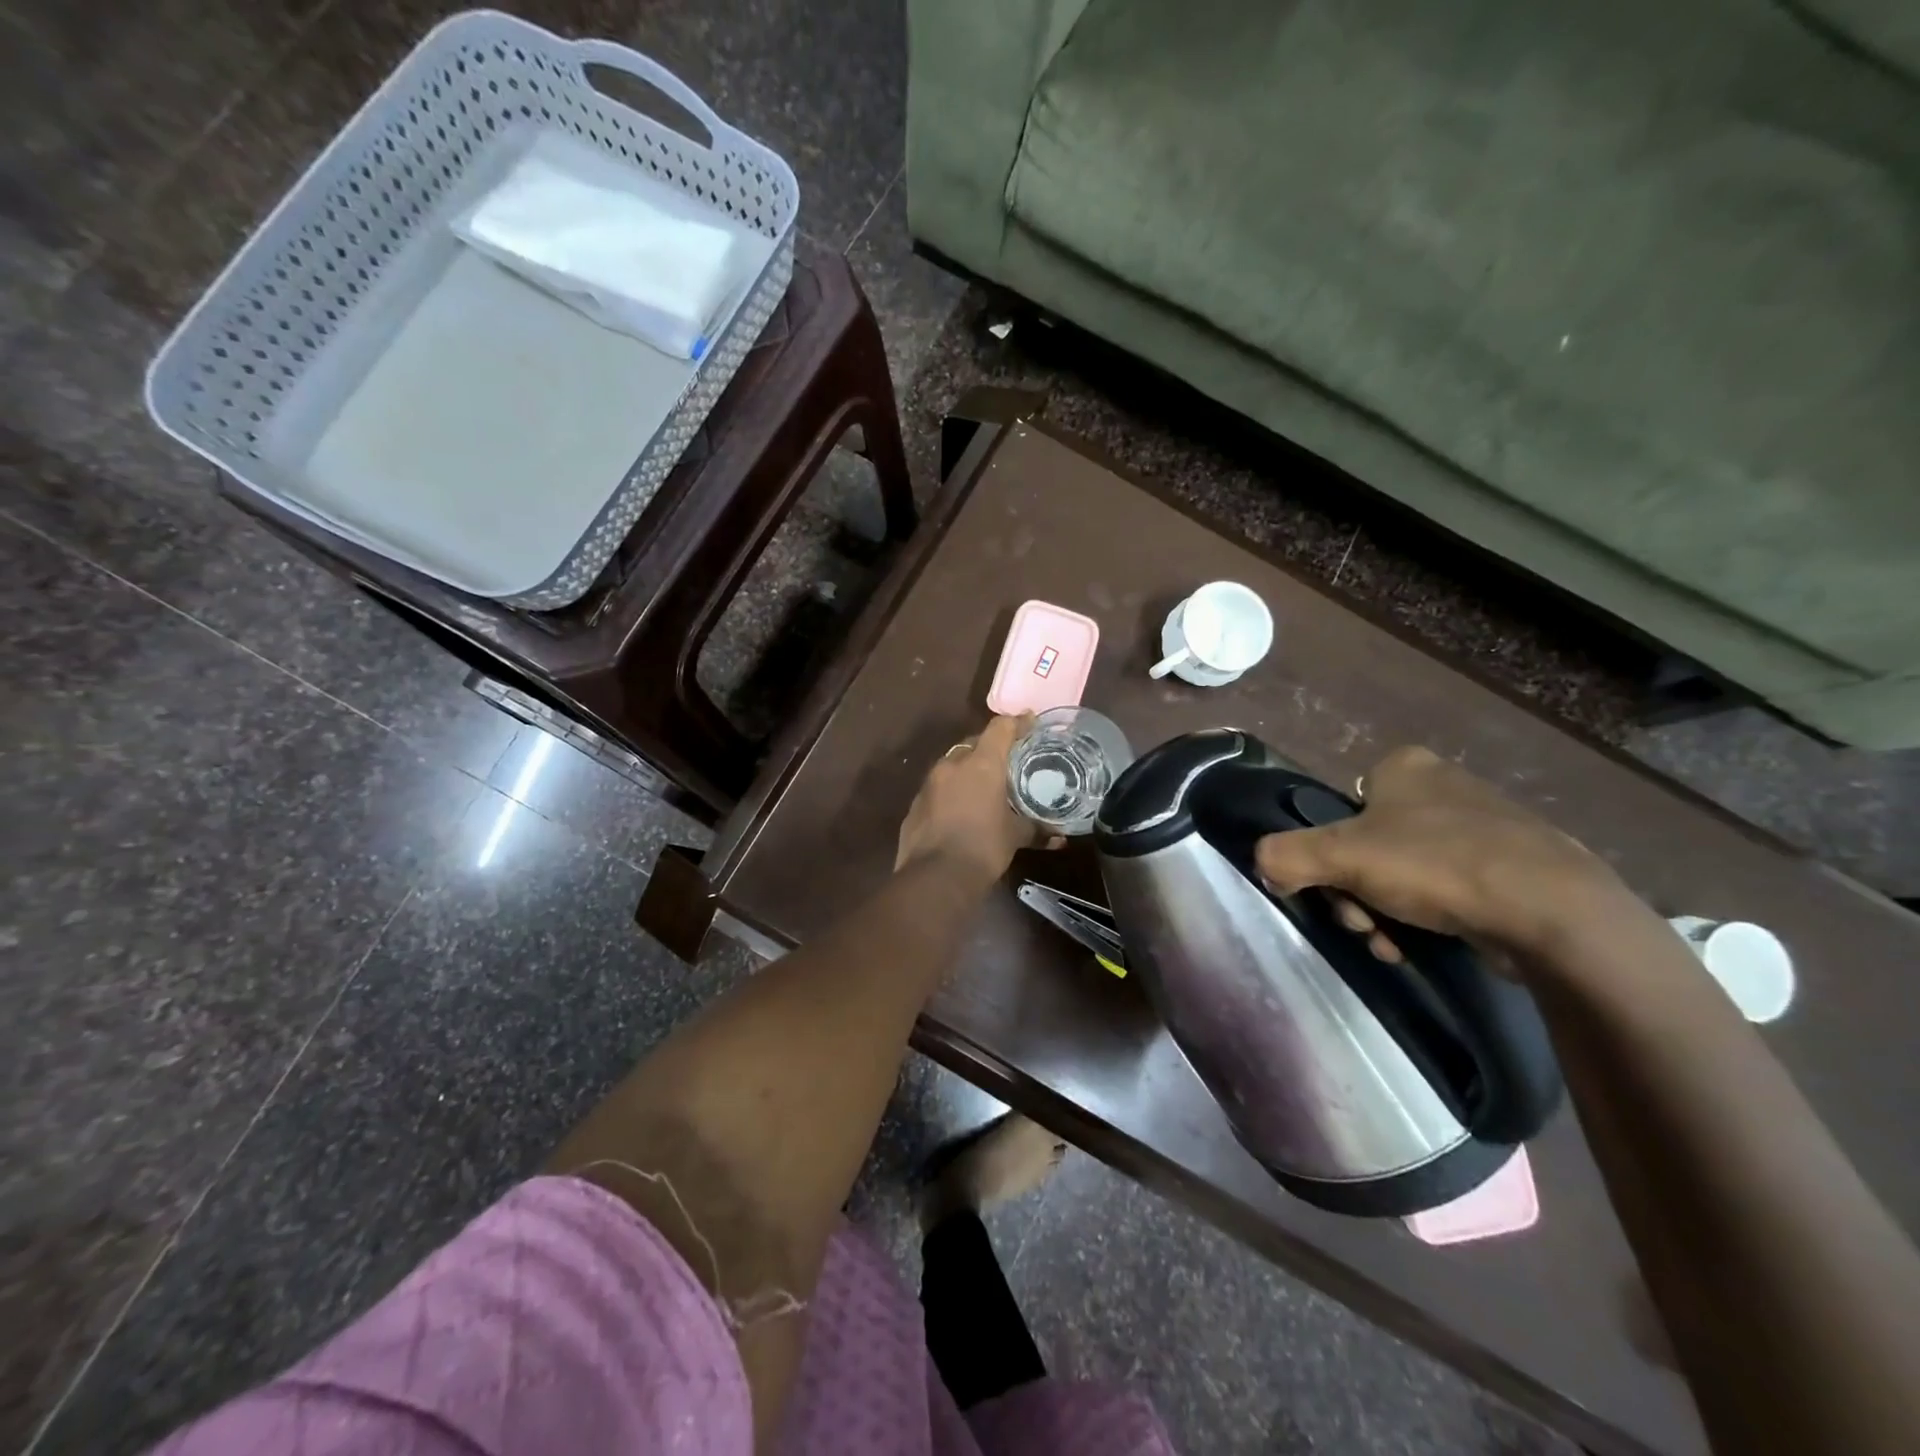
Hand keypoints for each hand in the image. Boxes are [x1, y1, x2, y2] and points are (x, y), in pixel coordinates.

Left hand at [896, 715, 1050, 880]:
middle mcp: (952, 764)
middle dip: (990, 748)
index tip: (1029, 723)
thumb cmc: (984, 847)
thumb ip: (1037, 830)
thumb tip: (1059, 838)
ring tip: (984, 786)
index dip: (1017, 723)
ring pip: (952, 764)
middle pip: (974, 743)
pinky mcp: (915, 803)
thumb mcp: (1015, 837)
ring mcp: (929, 783)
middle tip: (1007, 760)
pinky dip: (951, 791)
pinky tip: (960, 809)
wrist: (936, 877)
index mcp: (981, 764)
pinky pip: (938, 787)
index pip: (1000, 728)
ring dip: (967, 769)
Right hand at [1253, 746, 1640, 963]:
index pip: (1341, 809)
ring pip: (1403, 874)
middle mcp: (1443, 787)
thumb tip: (1263, 866)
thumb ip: (1285, 855)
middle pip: (1367, 847)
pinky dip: (1428, 920)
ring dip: (1385, 913)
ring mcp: (1483, 827)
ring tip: (1394, 945)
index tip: (1336, 890)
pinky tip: (1426, 946)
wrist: (1554, 913)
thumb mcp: (1340, 856)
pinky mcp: (1513, 868)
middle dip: (1356, 894)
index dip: (1329, 854)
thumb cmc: (1437, 866)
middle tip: (1363, 924)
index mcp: (1404, 767)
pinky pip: (1447, 891)